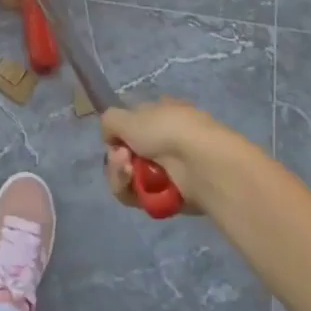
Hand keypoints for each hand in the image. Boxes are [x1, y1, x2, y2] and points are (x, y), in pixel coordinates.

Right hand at [101, 98, 254, 214]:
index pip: (131, 125)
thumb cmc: (165, 130)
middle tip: (122, 159)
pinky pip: (140, 197)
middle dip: (116, 159)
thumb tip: (112, 140)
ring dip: (121, 175)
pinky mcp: (170, 196)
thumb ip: (109, 122)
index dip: (119, 134)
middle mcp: (165, 140)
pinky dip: (134, 192)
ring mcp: (169, 169)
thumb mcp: (125, 115)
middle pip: (126, 155)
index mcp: (161, 113)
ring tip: (129, 171)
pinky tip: (138, 185)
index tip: (115, 140)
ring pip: (130, 178)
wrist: (200, 162)